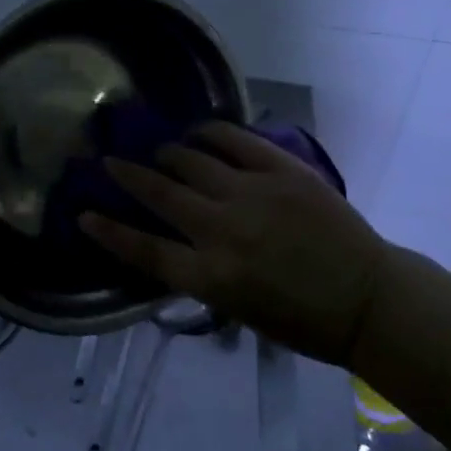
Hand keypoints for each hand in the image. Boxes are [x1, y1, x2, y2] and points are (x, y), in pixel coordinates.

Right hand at [80, 122, 391, 367]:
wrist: (367, 297)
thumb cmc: (303, 319)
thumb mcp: (239, 311)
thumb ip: (202, 274)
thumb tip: (175, 242)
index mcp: (212, 277)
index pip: (145, 251)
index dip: (109, 232)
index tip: (83, 214)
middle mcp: (223, 230)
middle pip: (161, 195)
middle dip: (128, 176)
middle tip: (110, 162)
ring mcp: (253, 194)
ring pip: (192, 161)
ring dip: (168, 154)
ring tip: (160, 151)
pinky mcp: (281, 170)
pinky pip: (234, 140)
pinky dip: (210, 132)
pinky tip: (198, 131)